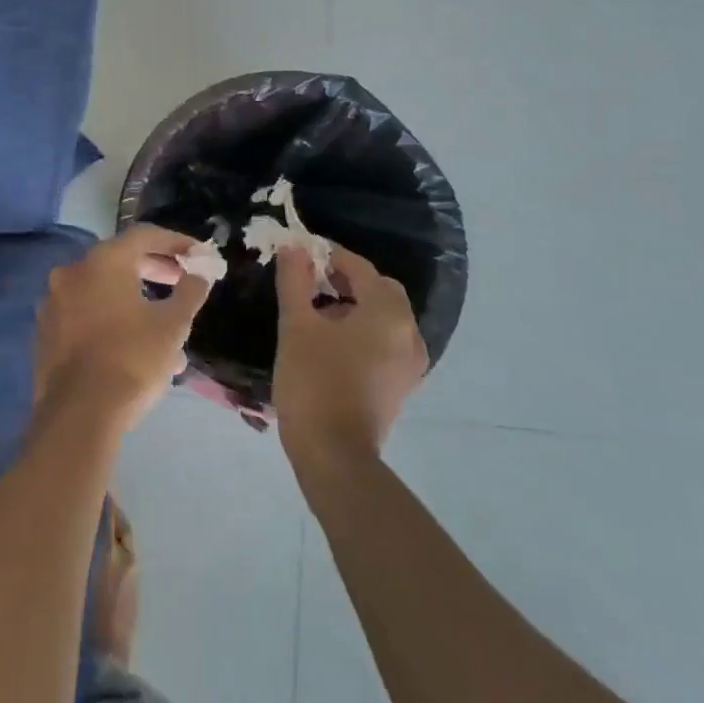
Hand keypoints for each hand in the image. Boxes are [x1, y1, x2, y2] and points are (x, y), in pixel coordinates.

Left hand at [34, 224, 213, 429]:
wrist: (78, 414)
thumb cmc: (132, 359)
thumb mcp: (173, 325)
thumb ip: (190, 292)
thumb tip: (200, 274)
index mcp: (103, 261)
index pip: (144, 235)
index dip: (176, 242)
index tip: (198, 255)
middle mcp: (72, 272)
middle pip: (119, 259)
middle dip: (154, 269)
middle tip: (180, 282)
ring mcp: (53, 302)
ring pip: (102, 291)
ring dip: (134, 300)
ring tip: (164, 327)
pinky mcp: (45, 332)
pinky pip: (84, 314)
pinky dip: (110, 319)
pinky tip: (132, 346)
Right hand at [273, 242, 426, 471]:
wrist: (333, 455)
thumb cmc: (314, 382)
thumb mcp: (296, 326)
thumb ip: (295, 281)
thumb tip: (294, 247)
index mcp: (388, 313)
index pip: (361, 268)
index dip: (330, 257)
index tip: (301, 257)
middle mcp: (409, 333)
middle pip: (379, 290)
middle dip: (346, 281)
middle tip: (310, 283)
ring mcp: (409, 363)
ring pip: (383, 317)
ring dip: (354, 306)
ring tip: (315, 313)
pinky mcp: (400, 384)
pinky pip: (385, 341)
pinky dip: (363, 331)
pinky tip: (331, 342)